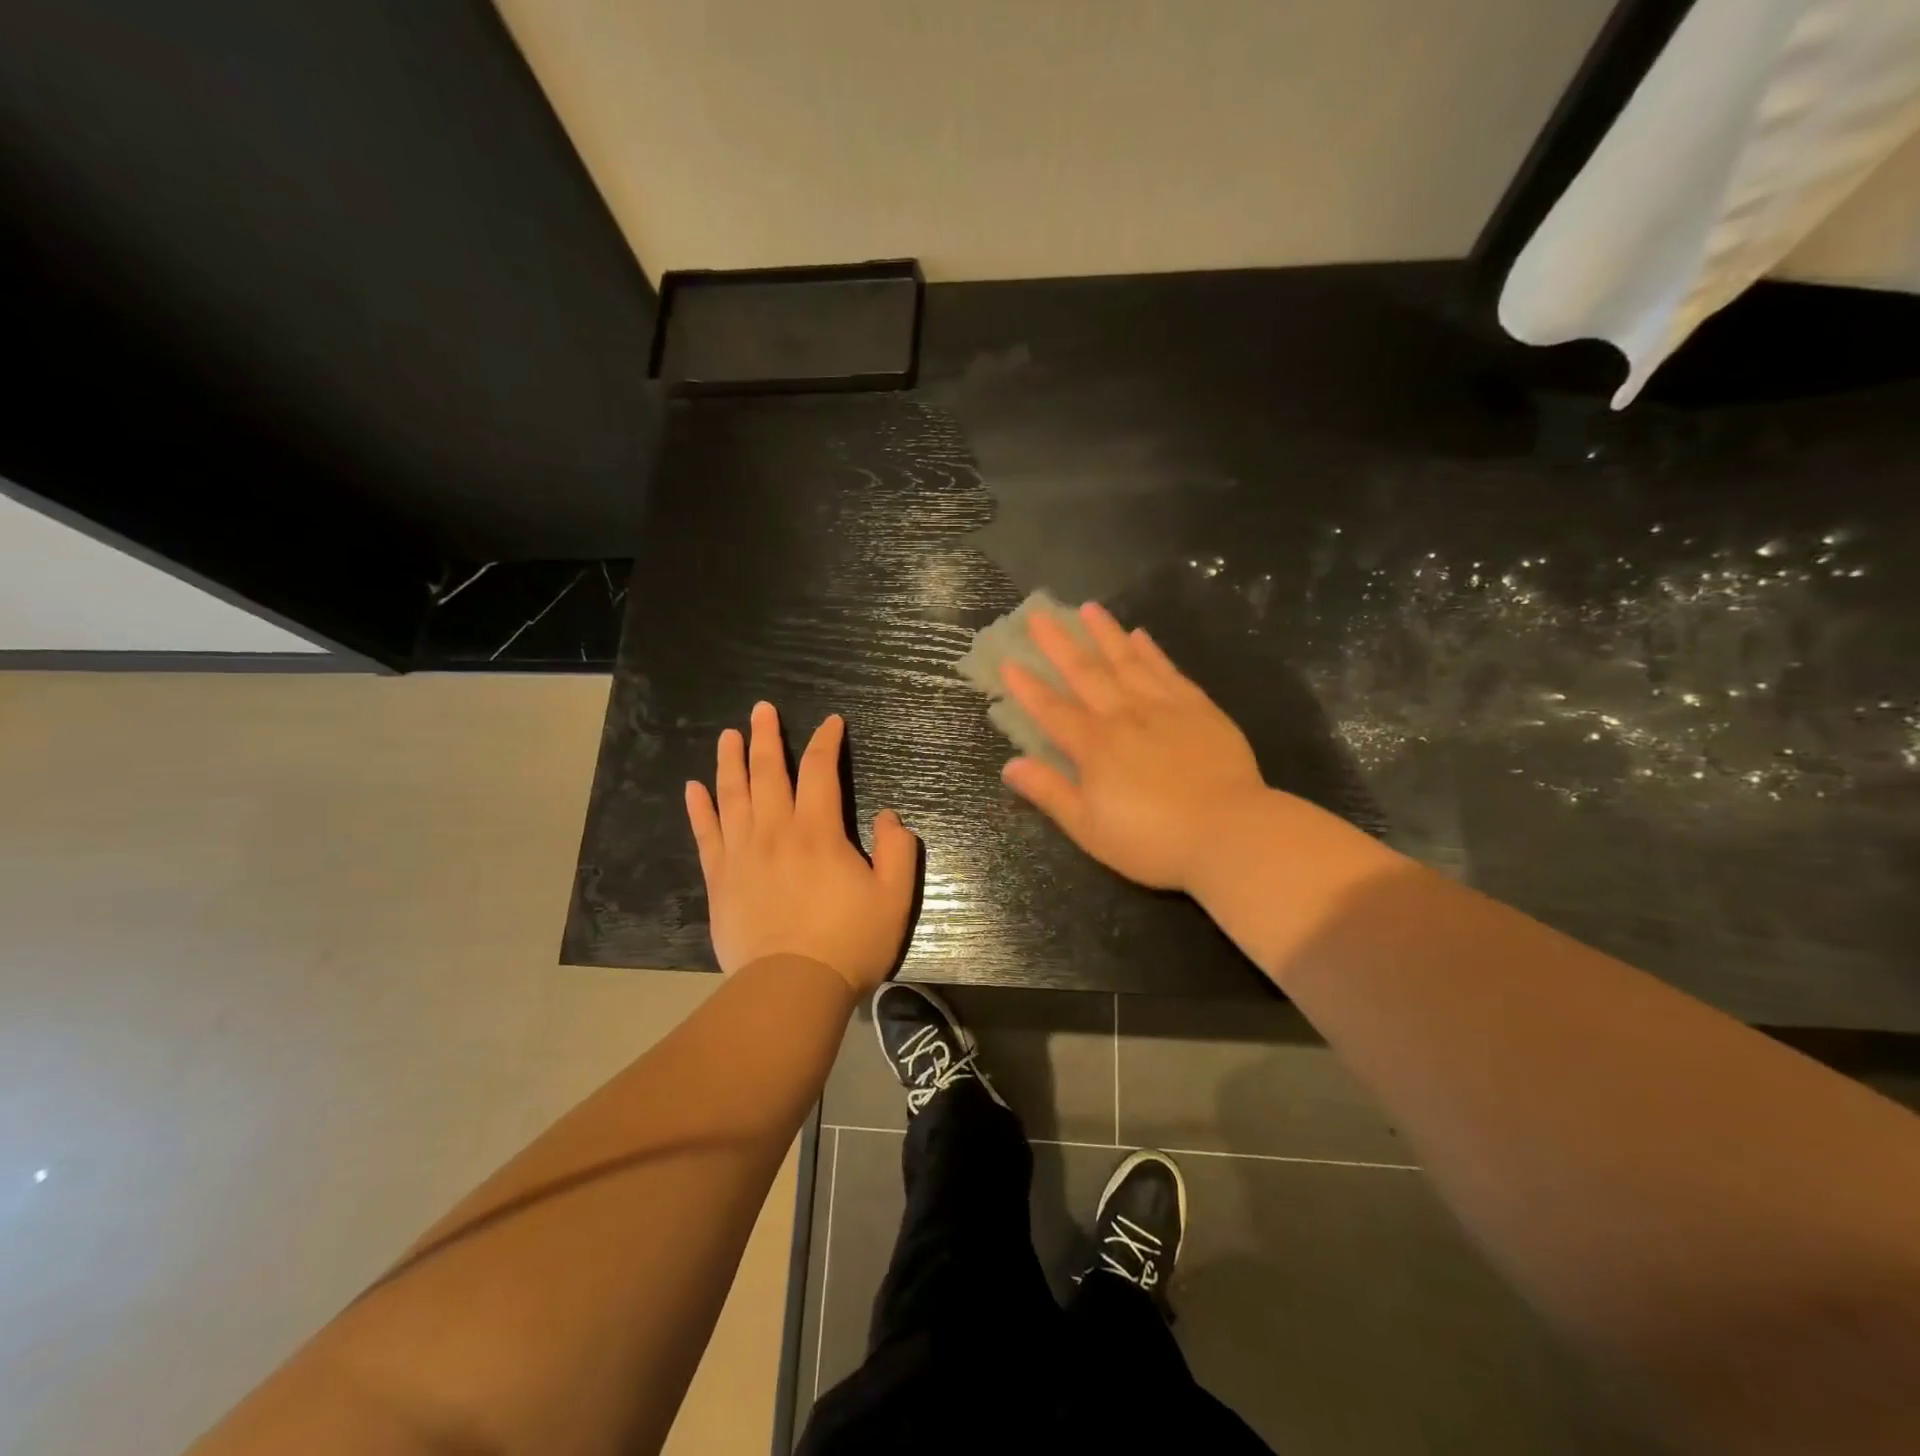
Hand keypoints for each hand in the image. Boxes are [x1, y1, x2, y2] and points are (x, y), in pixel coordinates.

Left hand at [685, 702, 918, 991]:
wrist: (791, 988)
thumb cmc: (849, 942)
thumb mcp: (894, 897)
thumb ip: (898, 850)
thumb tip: (890, 817)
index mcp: (818, 831)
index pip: (820, 770)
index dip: (826, 741)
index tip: (831, 723)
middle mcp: (775, 830)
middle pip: (767, 772)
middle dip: (766, 736)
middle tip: (762, 709)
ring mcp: (742, 853)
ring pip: (732, 794)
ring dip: (730, 760)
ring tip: (729, 735)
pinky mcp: (719, 879)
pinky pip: (706, 833)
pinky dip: (700, 808)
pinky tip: (694, 788)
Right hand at [998, 602, 1265, 892]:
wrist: (1230, 832)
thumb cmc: (1152, 840)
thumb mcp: (1090, 828)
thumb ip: (1050, 793)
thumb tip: (1010, 765)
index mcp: (1094, 747)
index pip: (1052, 710)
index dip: (1028, 688)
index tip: (1008, 662)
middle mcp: (1124, 716)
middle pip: (1086, 673)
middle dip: (1059, 644)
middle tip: (1039, 615)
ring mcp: (1164, 707)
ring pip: (1127, 661)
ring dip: (1104, 634)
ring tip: (1088, 608)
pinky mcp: (1199, 708)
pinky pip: (1168, 671)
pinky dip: (1151, 651)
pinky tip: (1140, 635)